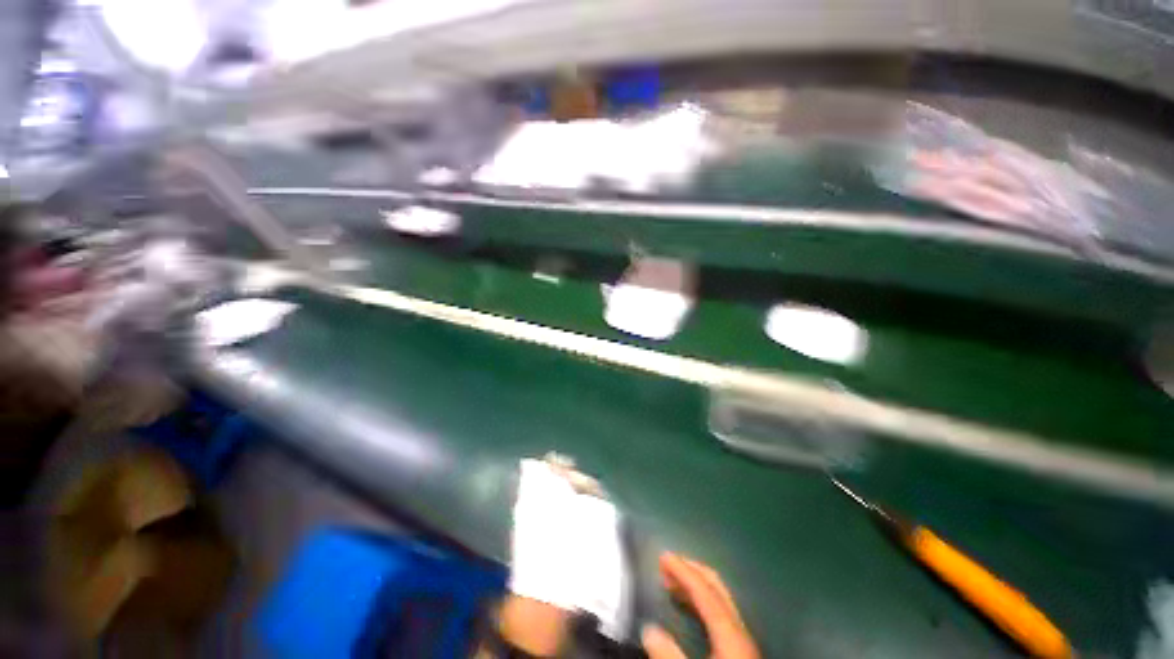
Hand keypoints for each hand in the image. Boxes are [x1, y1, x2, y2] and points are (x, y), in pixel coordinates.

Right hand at [642, 553, 759, 658]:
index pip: (704, 590)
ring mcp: (743, 638)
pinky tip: (689, 608)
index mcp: (729, 633)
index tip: (663, 556)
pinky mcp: (741, 648)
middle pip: (716, 587)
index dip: (682, 570)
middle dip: (690, 570)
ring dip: (694, 585)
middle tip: (667, 564)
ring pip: (719, 598)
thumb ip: (670, 657)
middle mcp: (739, 629)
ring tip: (671, 583)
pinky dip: (701, 601)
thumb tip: (648, 629)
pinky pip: (720, 612)